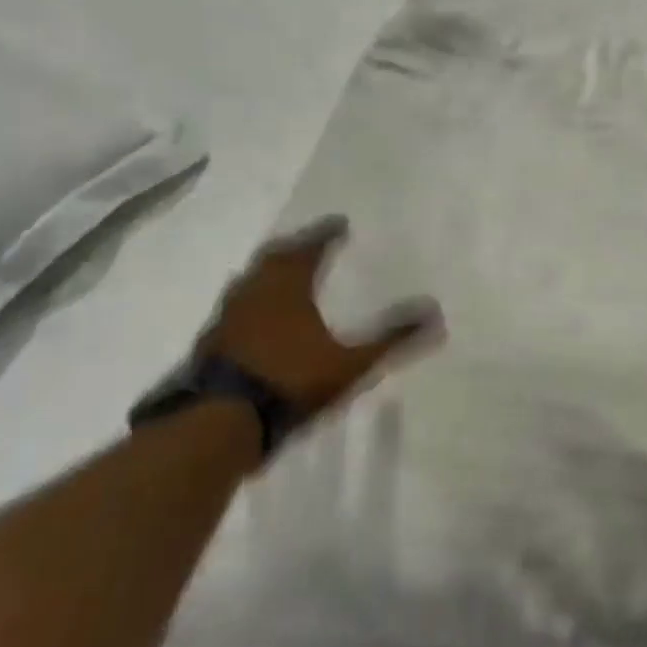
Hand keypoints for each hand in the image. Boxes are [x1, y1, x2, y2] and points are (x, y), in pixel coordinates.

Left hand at [198, 215, 442, 418]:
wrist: (222, 423)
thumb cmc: (291, 381)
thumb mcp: (351, 363)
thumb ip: (392, 338)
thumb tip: (436, 314)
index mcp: (288, 287)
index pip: (310, 248)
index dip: (326, 234)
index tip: (340, 223)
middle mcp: (255, 291)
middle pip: (275, 257)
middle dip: (296, 247)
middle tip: (311, 242)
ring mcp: (227, 316)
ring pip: (250, 280)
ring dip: (269, 271)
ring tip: (284, 273)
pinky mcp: (210, 342)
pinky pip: (235, 307)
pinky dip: (251, 301)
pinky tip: (256, 317)